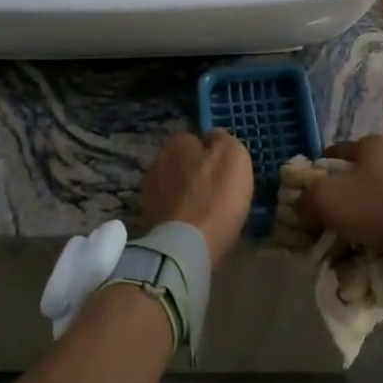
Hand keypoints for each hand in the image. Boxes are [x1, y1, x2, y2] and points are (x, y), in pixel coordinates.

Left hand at [140, 130, 254, 265]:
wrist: (187, 245)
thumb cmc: (216, 196)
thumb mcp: (234, 156)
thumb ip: (224, 140)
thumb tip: (214, 137)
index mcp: (176, 144)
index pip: (192, 138)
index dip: (210, 151)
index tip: (225, 167)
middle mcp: (157, 163)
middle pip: (181, 163)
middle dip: (196, 173)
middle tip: (218, 190)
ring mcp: (149, 194)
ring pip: (174, 187)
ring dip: (187, 195)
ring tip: (208, 211)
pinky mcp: (148, 221)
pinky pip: (171, 211)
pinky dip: (181, 216)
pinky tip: (196, 226)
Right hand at [297, 134, 382, 285]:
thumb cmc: (377, 207)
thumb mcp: (326, 198)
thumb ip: (305, 200)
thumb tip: (300, 209)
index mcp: (372, 145)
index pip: (331, 155)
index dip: (312, 177)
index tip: (301, 202)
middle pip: (349, 184)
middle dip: (330, 209)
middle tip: (315, 231)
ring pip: (366, 209)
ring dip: (349, 229)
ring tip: (336, 251)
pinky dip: (372, 241)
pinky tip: (360, 258)